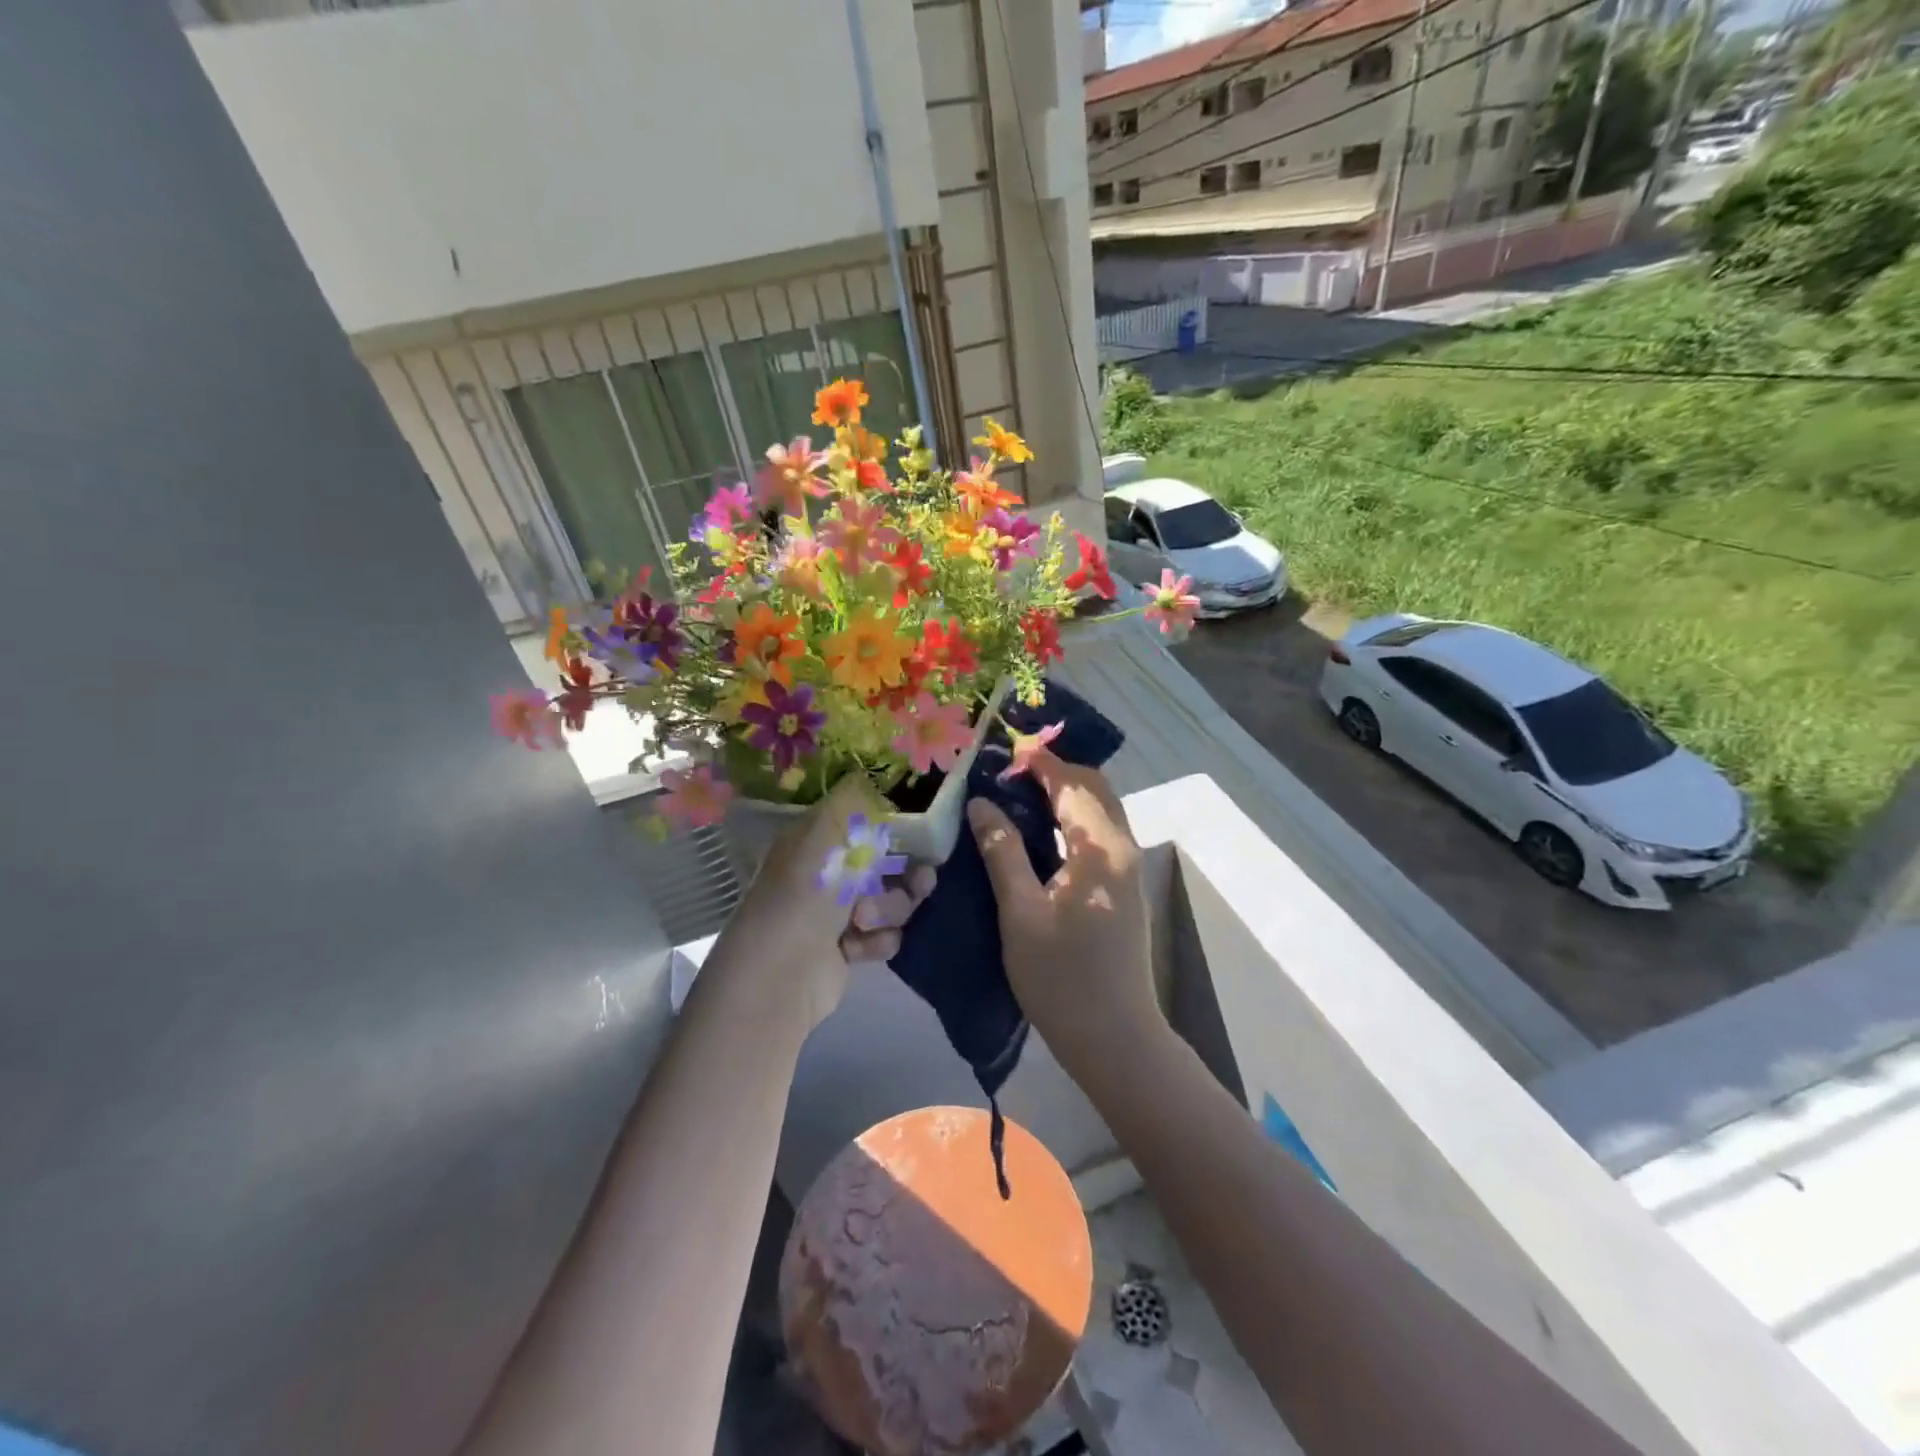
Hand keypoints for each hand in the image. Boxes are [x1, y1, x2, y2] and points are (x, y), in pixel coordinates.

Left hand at [709, 776, 935, 1027]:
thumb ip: (852, 802)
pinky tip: (857, 947)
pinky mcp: (850, 947)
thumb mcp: (826, 836)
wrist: (781, 975)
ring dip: (889, 910)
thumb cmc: (805, 895)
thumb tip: (866, 776)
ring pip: (893, 901)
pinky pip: (886, 934)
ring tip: (865, 921)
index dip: (896, 829)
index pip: (866, 823)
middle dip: (906, 875)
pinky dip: (877, 940)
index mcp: (818, 840)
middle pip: (889, 865)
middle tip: (921, 881)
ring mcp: (839, 912)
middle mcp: (829, 872)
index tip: (923, 835)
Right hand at [966, 752, 1161, 1086]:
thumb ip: (1002, 852)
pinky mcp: (1123, 887)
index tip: (1004, 750)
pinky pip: (1101, 832)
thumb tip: (981, 804)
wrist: (1115, 1038)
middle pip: (1095, 788)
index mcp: (1101, 849)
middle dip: (1056, 771)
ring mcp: (1128, 869)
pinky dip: (1074, 818)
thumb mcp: (1021, 913)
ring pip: (1101, 810)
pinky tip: (1042, 831)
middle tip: (1009, 772)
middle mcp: (1123, 848)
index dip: (1040, 762)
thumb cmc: (1062, 978)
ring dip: (1066, 793)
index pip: (1072, 785)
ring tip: (1019, 794)